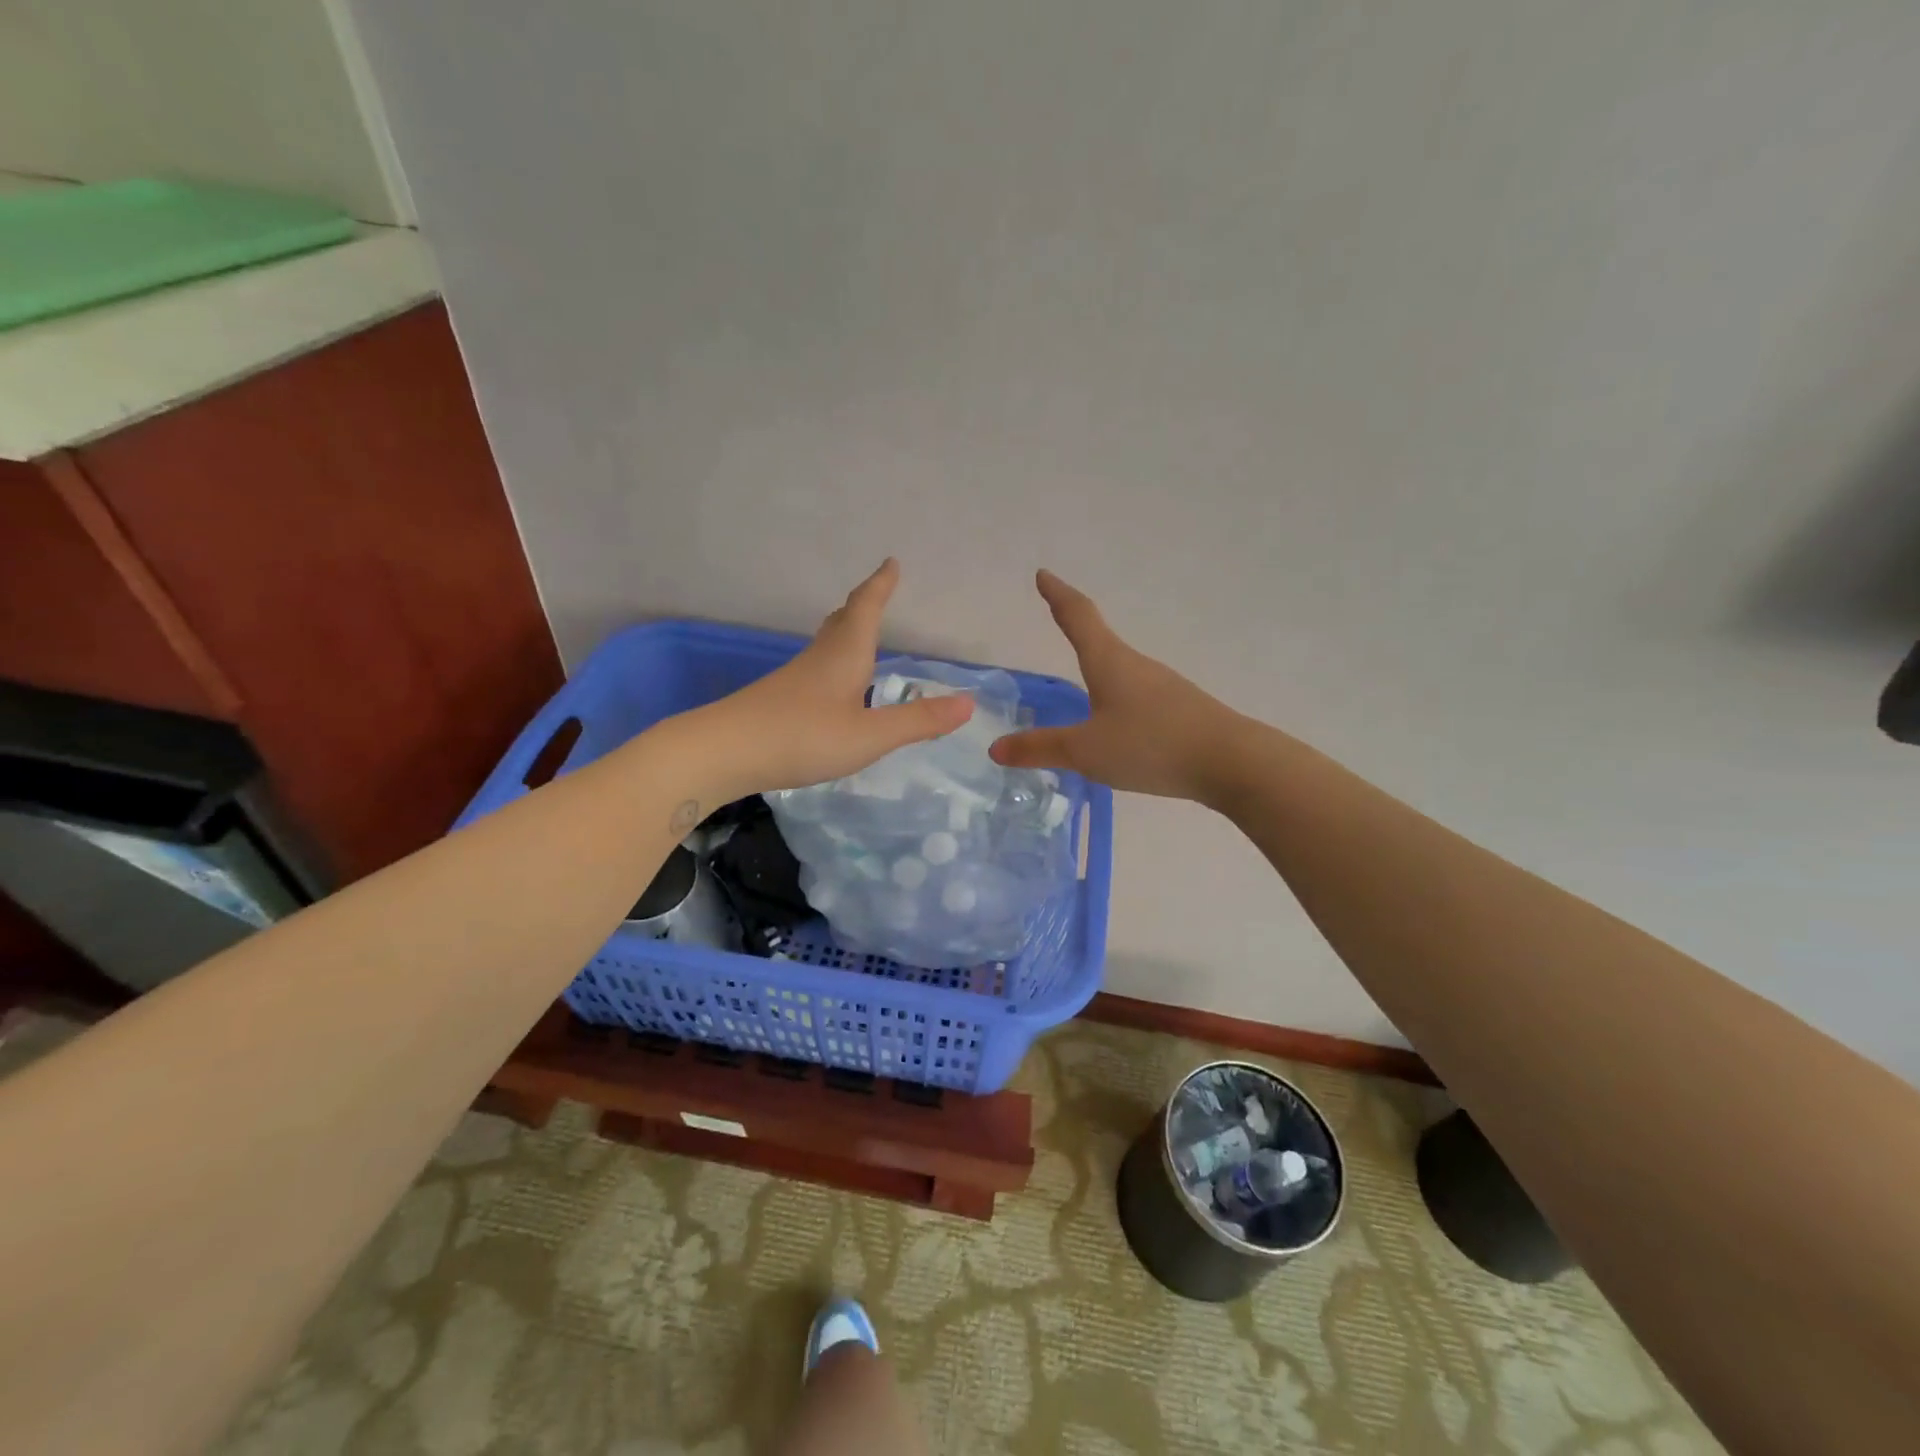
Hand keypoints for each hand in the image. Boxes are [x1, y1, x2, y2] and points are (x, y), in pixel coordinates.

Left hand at [695, 559, 973, 796]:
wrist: (723, 751)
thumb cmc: (802, 736)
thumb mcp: (870, 735)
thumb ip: (917, 721)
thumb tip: (968, 703)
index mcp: (845, 655)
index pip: (867, 609)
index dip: (881, 586)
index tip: (891, 563)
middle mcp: (820, 658)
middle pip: (842, 620)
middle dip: (863, 604)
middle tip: (877, 591)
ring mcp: (795, 678)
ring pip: (826, 644)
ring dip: (846, 631)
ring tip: (860, 633)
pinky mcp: (779, 699)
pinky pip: (815, 668)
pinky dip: (833, 662)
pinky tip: (833, 686)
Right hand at [990, 570, 1242, 801]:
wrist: (1232, 762)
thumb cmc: (1151, 745)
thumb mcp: (1086, 751)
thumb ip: (1041, 749)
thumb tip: (995, 747)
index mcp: (1110, 662)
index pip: (1078, 617)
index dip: (1058, 595)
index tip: (1044, 574)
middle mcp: (1137, 666)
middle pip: (1101, 639)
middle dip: (1077, 627)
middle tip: (1058, 617)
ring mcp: (1164, 687)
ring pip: (1122, 670)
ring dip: (1099, 666)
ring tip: (1083, 680)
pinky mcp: (1181, 710)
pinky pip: (1139, 695)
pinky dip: (1118, 696)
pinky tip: (1119, 723)